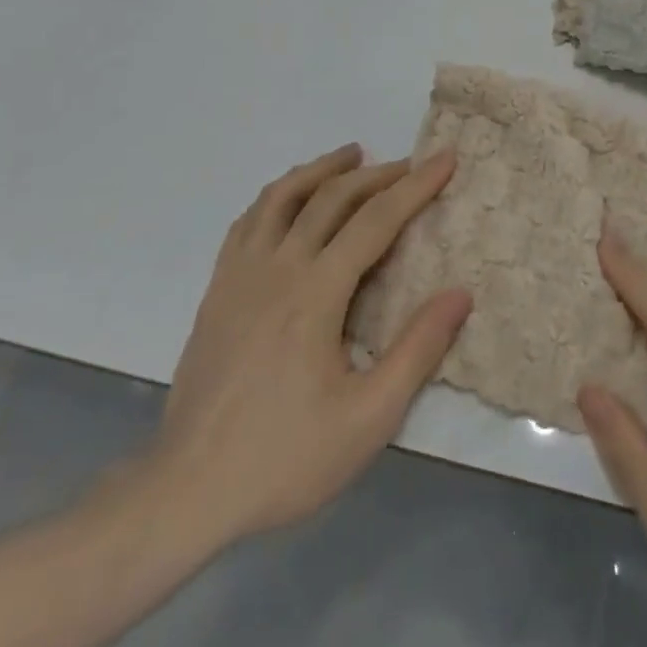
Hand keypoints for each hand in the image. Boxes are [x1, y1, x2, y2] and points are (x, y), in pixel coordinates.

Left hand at [131, 144, 470, 553]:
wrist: (186, 491)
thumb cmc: (284, 457)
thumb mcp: (368, 418)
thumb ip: (417, 350)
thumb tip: (460, 294)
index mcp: (316, 292)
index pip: (375, 220)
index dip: (415, 186)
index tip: (444, 159)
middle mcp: (278, 267)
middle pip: (331, 197)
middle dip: (377, 174)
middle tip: (409, 164)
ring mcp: (240, 274)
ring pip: (283, 196)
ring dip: (322, 170)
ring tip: (351, 156)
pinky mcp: (217, 289)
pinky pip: (249, 220)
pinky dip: (277, 195)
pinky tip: (289, 199)